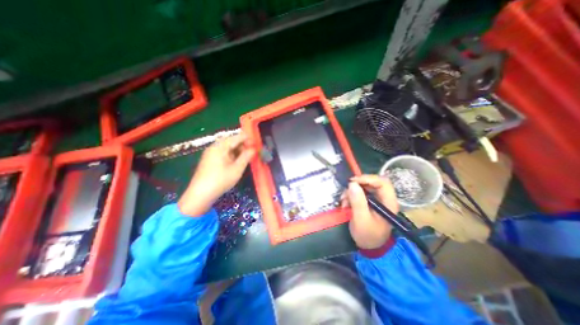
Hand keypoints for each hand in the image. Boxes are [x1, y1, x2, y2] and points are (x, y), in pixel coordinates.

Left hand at [178, 134, 253, 217]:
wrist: (200, 194)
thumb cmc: (221, 180)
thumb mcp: (237, 168)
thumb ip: (246, 156)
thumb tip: (254, 149)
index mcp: (220, 146)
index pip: (237, 137)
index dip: (248, 139)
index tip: (257, 144)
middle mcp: (214, 147)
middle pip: (231, 141)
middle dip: (243, 145)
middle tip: (252, 152)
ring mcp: (211, 153)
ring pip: (227, 147)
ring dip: (238, 150)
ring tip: (246, 158)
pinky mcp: (209, 160)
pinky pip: (223, 153)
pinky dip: (232, 155)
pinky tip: (237, 162)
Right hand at [343, 175, 399, 248]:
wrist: (368, 246)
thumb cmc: (367, 235)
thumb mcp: (361, 219)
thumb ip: (357, 202)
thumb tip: (352, 184)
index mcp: (388, 202)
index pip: (382, 182)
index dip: (368, 178)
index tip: (353, 182)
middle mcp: (383, 199)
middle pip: (372, 183)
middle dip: (357, 186)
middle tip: (346, 191)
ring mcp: (375, 200)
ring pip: (363, 187)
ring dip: (351, 192)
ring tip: (344, 202)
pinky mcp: (368, 202)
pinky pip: (359, 193)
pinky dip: (350, 196)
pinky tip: (345, 204)